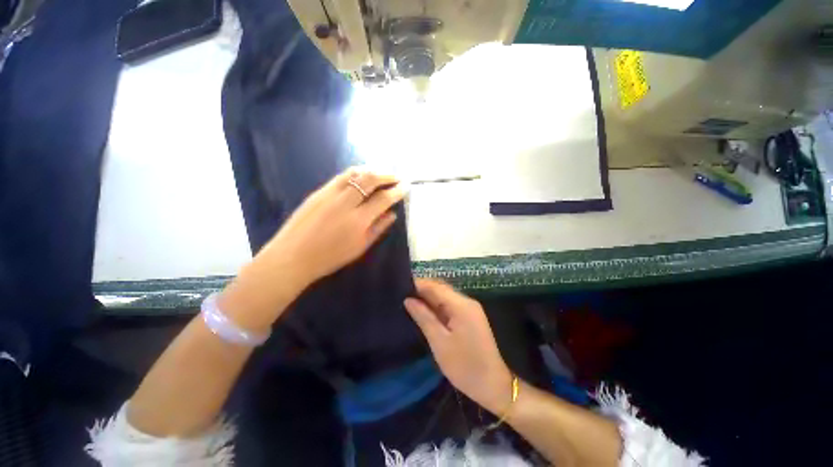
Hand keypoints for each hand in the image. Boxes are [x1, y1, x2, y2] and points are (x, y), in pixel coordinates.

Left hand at [264, 167, 404, 286]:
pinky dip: (356, 173)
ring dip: (372, 170)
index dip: (397, 191)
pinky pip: (341, 176)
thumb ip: (378, 228)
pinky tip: (361, 176)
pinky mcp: (318, 191)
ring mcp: (329, 194)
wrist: (292, 257)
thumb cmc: (330, 257)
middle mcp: (345, 202)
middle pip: (370, 180)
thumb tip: (392, 214)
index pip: (383, 199)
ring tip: (381, 173)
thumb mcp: (360, 247)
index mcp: (358, 220)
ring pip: (355, 173)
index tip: (405, 187)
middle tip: (396, 177)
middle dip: (387, 175)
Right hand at [404, 279, 513, 413]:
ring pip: (445, 296)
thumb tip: (408, 300)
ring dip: (428, 298)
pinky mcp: (470, 317)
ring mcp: (470, 309)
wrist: (493, 385)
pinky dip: (437, 306)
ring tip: (409, 302)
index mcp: (461, 305)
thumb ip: (423, 317)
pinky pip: (450, 305)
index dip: (417, 284)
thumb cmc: (464, 366)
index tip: (399, 287)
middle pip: (441, 288)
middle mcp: (467, 301)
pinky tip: (425, 311)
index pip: (435, 286)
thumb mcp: (439, 342)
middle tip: (401, 295)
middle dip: (422, 290)